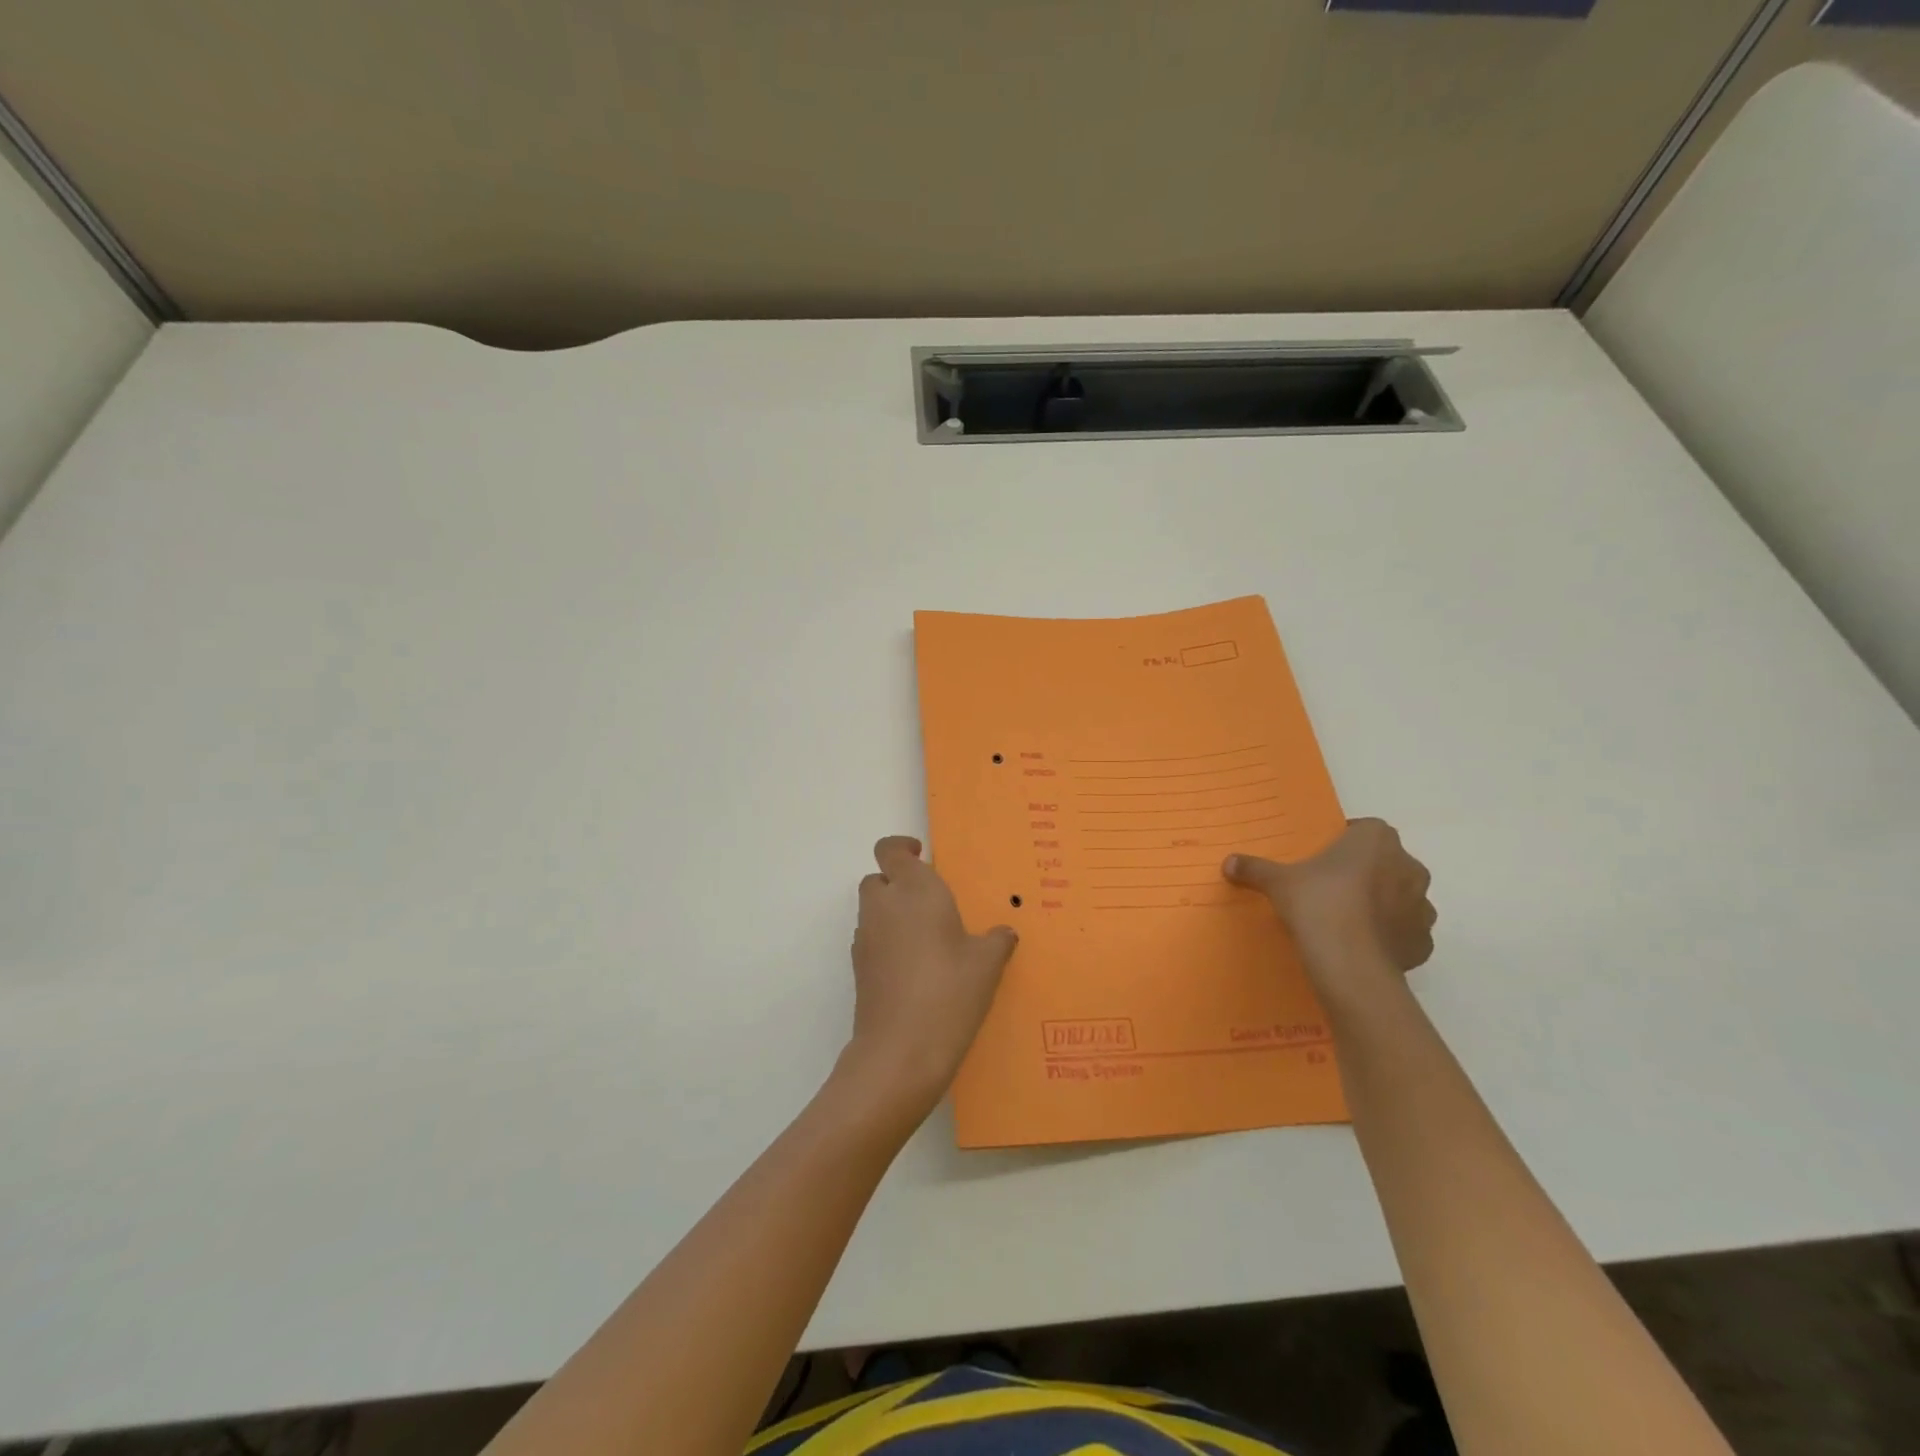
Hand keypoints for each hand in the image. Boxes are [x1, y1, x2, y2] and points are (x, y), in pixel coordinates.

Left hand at [840, 836, 1018, 1122]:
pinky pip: (872, 940)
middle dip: (898, 882)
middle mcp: (883, 906)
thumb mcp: (987, 965)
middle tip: (931, 901)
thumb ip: (996, 941)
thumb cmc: (949, 993)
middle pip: (878, 878)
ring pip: (873, 910)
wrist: (900, 1052)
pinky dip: (887, 942)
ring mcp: (866, 938)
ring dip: (892, 913)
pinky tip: (915, 968)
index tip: (923, 857)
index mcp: (914, 890)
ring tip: (928, 938)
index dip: (902, 848)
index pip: (890, 849)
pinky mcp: (859, 968)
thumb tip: (1003, 933)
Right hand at [1224, 818, 1434, 998]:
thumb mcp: (1277, 882)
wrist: (1350, 965)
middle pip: (1386, 862)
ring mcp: (1422, 906)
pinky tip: (1362, 946)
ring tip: (1347, 920)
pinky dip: (1389, 936)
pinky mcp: (1423, 942)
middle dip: (1365, 872)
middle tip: (1331, 888)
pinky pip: (1405, 932)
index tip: (1322, 858)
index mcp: (1377, 840)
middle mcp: (1408, 866)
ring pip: (1401, 897)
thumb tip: (1228, 863)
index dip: (1345, 842)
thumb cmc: (1318, 905)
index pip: (1365, 829)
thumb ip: (1255, 868)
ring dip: (1382, 904)